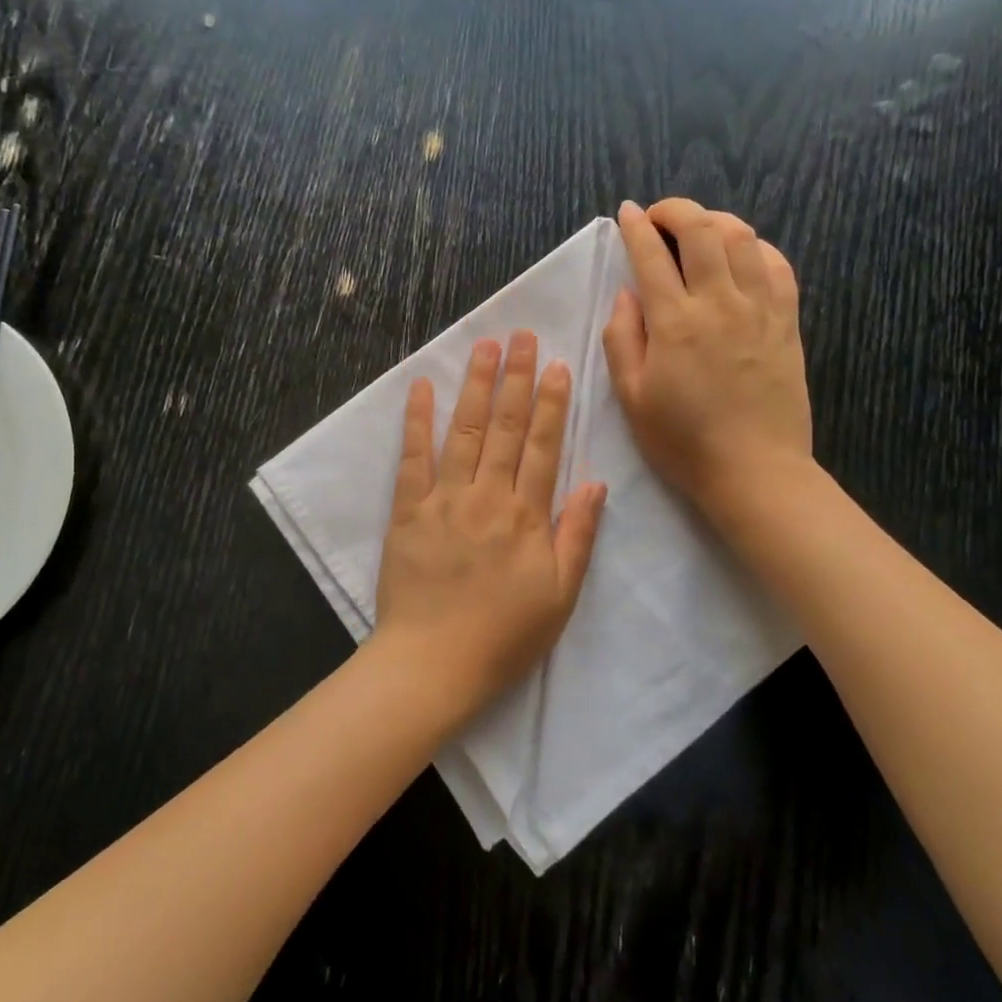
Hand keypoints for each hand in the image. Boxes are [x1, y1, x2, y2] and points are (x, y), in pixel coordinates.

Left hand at [376, 332, 606, 717]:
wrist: (433, 664)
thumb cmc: (504, 636)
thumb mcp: (560, 595)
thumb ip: (577, 535)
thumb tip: (595, 482)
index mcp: (526, 516)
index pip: (544, 446)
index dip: (553, 404)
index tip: (558, 365)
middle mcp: (486, 496)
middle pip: (506, 428)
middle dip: (516, 379)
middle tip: (522, 336)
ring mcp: (443, 500)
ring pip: (463, 432)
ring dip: (476, 387)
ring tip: (485, 347)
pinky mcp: (406, 512)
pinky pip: (412, 458)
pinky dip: (417, 421)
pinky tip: (422, 387)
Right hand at [602, 198, 813, 520]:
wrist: (754, 471)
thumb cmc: (683, 441)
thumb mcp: (632, 398)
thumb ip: (623, 339)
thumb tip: (627, 293)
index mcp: (675, 322)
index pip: (651, 255)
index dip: (636, 227)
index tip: (627, 214)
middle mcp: (719, 302)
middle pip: (702, 229)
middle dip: (677, 209)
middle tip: (660, 216)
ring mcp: (760, 309)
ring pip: (743, 238)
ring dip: (716, 221)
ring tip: (699, 231)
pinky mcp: (787, 322)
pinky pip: (778, 266)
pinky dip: (757, 248)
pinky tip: (743, 257)